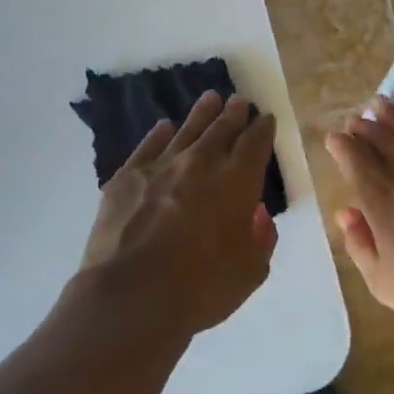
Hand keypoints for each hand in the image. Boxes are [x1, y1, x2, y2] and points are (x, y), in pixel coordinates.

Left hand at [79, 91, 279, 337]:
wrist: (132, 295)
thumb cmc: (201, 288)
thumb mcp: (250, 271)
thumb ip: (260, 238)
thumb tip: (256, 214)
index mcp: (237, 181)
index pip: (255, 143)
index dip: (263, 128)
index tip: (266, 118)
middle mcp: (201, 163)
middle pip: (222, 129)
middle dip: (234, 113)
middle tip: (239, 100)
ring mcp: (161, 166)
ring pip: (187, 130)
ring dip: (202, 113)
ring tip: (210, 98)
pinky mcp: (127, 177)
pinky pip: (148, 147)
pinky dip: (158, 134)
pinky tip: (164, 127)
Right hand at [326, 97, 393, 345]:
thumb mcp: (385, 283)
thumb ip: (361, 245)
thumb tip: (347, 214)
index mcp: (380, 196)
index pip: (354, 159)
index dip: (342, 146)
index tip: (335, 138)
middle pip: (381, 139)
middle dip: (365, 126)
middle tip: (356, 118)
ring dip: (392, 117)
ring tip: (379, 104)